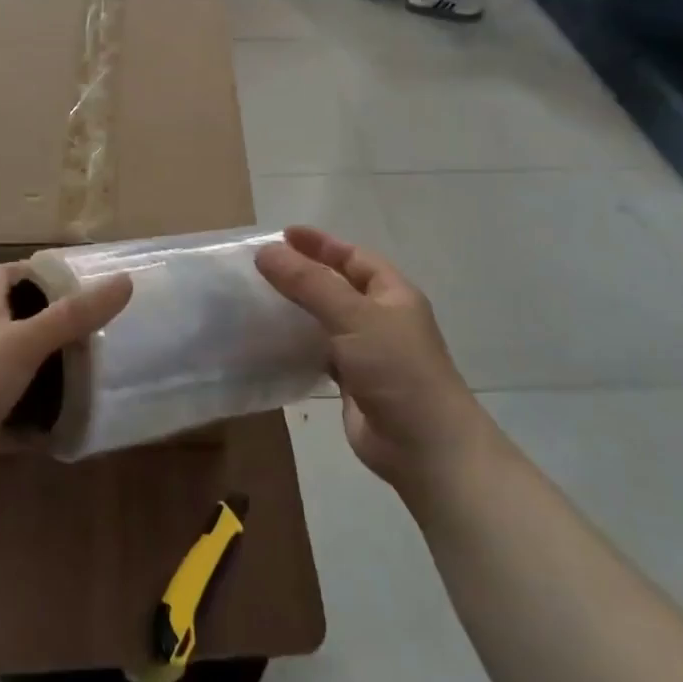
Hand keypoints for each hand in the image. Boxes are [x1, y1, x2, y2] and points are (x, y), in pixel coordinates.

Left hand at [0, 262, 132, 480]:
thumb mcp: (23, 343)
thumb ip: (72, 316)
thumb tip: (124, 280)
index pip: (2, 275)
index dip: (32, 270)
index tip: (69, 278)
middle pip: (10, 323)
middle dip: (48, 325)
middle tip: (91, 331)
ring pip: (12, 371)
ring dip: (43, 373)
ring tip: (86, 375)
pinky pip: (9, 418)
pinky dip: (33, 422)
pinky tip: (61, 428)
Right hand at [256, 227, 499, 501]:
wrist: (424, 447)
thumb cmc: (397, 369)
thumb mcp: (354, 316)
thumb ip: (309, 283)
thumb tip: (266, 252)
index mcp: (392, 293)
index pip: (353, 256)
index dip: (320, 244)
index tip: (282, 235)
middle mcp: (381, 318)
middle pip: (337, 285)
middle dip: (304, 273)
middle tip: (262, 266)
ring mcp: (367, 352)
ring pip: (325, 320)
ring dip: (297, 309)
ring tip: (258, 298)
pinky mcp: (351, 382)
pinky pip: (319, 352)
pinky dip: (297, 344)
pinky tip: (270, 341)